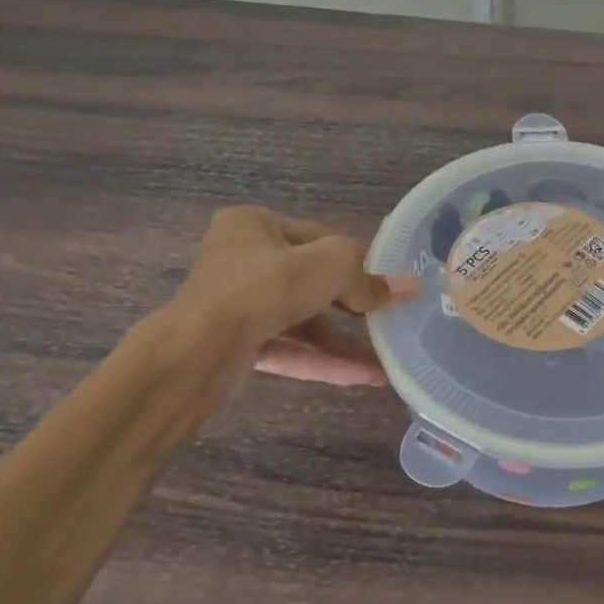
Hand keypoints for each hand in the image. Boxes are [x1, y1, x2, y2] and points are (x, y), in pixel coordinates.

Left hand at [168, 206, 415, 388]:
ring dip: (345, 343)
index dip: (359, 261)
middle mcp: (244, 261)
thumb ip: (366, 276)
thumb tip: (407, 288)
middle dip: (356, 308)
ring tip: (387, 363)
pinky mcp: (239, 346)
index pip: (321, 238)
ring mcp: (240, 306)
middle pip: (314, 282)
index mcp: (255, 225)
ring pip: (304, 321)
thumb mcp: (328, 266)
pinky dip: (325, 362)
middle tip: (393, 320)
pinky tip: (365, 378)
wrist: (195, 354)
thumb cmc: (263, 289)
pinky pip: (292, 349)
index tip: (391, 283)